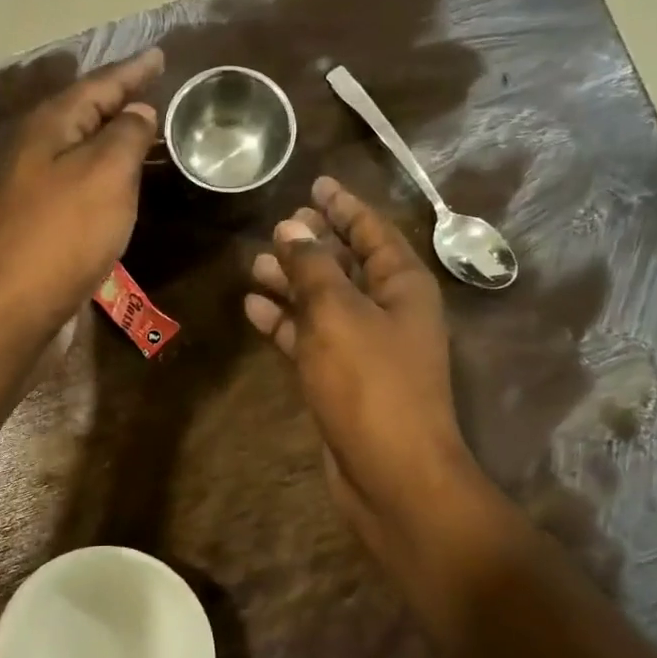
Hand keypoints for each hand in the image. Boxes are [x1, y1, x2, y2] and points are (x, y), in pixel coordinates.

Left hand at [0, 49, 163, 329]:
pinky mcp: (45, 223)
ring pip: (84, 150)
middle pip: (86, 113)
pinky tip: (125, 183)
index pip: (99, 84)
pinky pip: (84, 183)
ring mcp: (38, 189)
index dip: (133, 71)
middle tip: (156, 90)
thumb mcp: (106, 172)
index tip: (160, 55)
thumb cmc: (65, 232)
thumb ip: (126, 135)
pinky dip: (109, 174)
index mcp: (51, 126)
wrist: (16, 303)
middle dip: (121, 100)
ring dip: (116, 138)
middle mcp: (39, 150)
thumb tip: (138, 111)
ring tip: (149, 132)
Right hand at [244, 177, 493, 576]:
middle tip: (277, 226)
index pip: (373, 232)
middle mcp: (388, 312)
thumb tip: (293, 229)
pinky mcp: (342, 381)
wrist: (391, 474)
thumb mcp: (338, 315)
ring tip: (253, 266)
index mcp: (403, 287)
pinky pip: (310, 339)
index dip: (345, 206)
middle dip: (313, 245)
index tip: (317, 184)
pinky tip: (254, 309)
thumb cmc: (371, 385)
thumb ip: (313, 268)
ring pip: (324, 303)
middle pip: (347, 265)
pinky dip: (285, 323)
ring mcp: (365, 349)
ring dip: (291, 284)